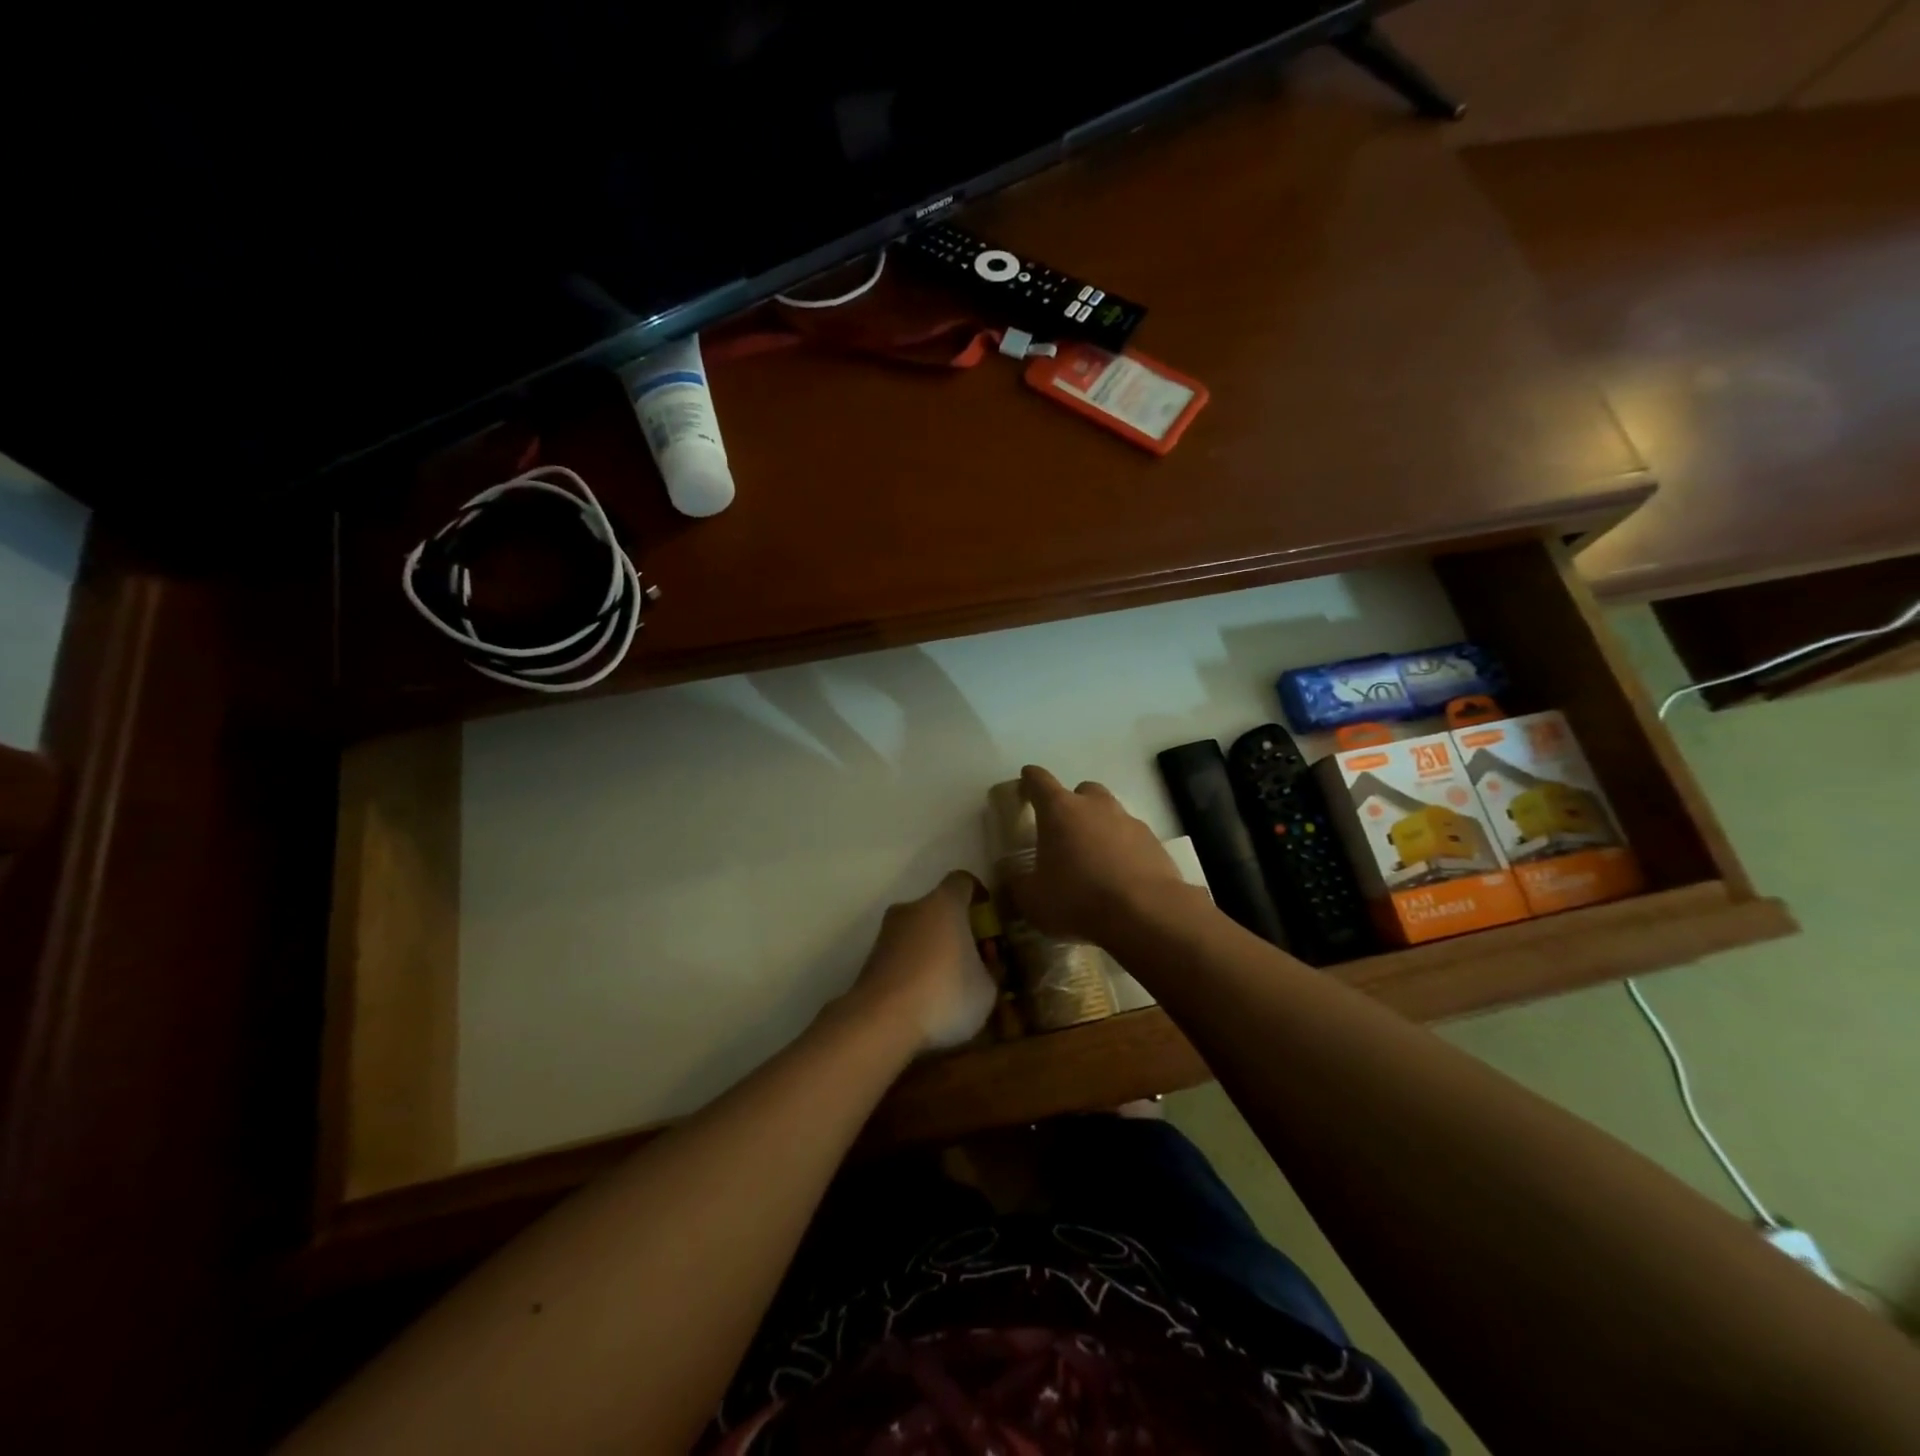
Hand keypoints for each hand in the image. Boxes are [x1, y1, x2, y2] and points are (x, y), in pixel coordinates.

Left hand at [850, 870, 996, 1053]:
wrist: (880, 1021)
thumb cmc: (944, 994)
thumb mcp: (987, 989)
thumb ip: (989, 970)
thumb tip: (983, 966)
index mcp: (944, 903)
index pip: (963, 882)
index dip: (978, 895)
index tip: (986, 918)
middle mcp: (912, 908)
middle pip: (939, 909)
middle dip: (957, 930)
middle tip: (973, 962)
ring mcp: (886, 933)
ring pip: (918, 933)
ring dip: (934, 951)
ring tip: (949, 988)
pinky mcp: (870, 959)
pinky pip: (901, 957)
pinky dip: (914, 970)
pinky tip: (924, 1000)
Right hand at [1016, 765, 1187, 943]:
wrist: (1145, 913)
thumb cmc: (1078, 899)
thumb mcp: (1032, 899)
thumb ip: (1017, 883)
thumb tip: (1012, 875)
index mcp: (1059, 810)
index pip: (1039, 781)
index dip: (1030, 779)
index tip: (1025, 780)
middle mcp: (1095, 806)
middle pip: (1081, 791)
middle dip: (1072, 805)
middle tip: (1064, 831)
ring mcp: (1128, 821)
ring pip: (1110, 813)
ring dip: (1099, 827)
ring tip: (1093, 859)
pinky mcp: (1154, 842)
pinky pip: (1132, 837)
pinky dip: (1123, 849)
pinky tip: (1119, 876)